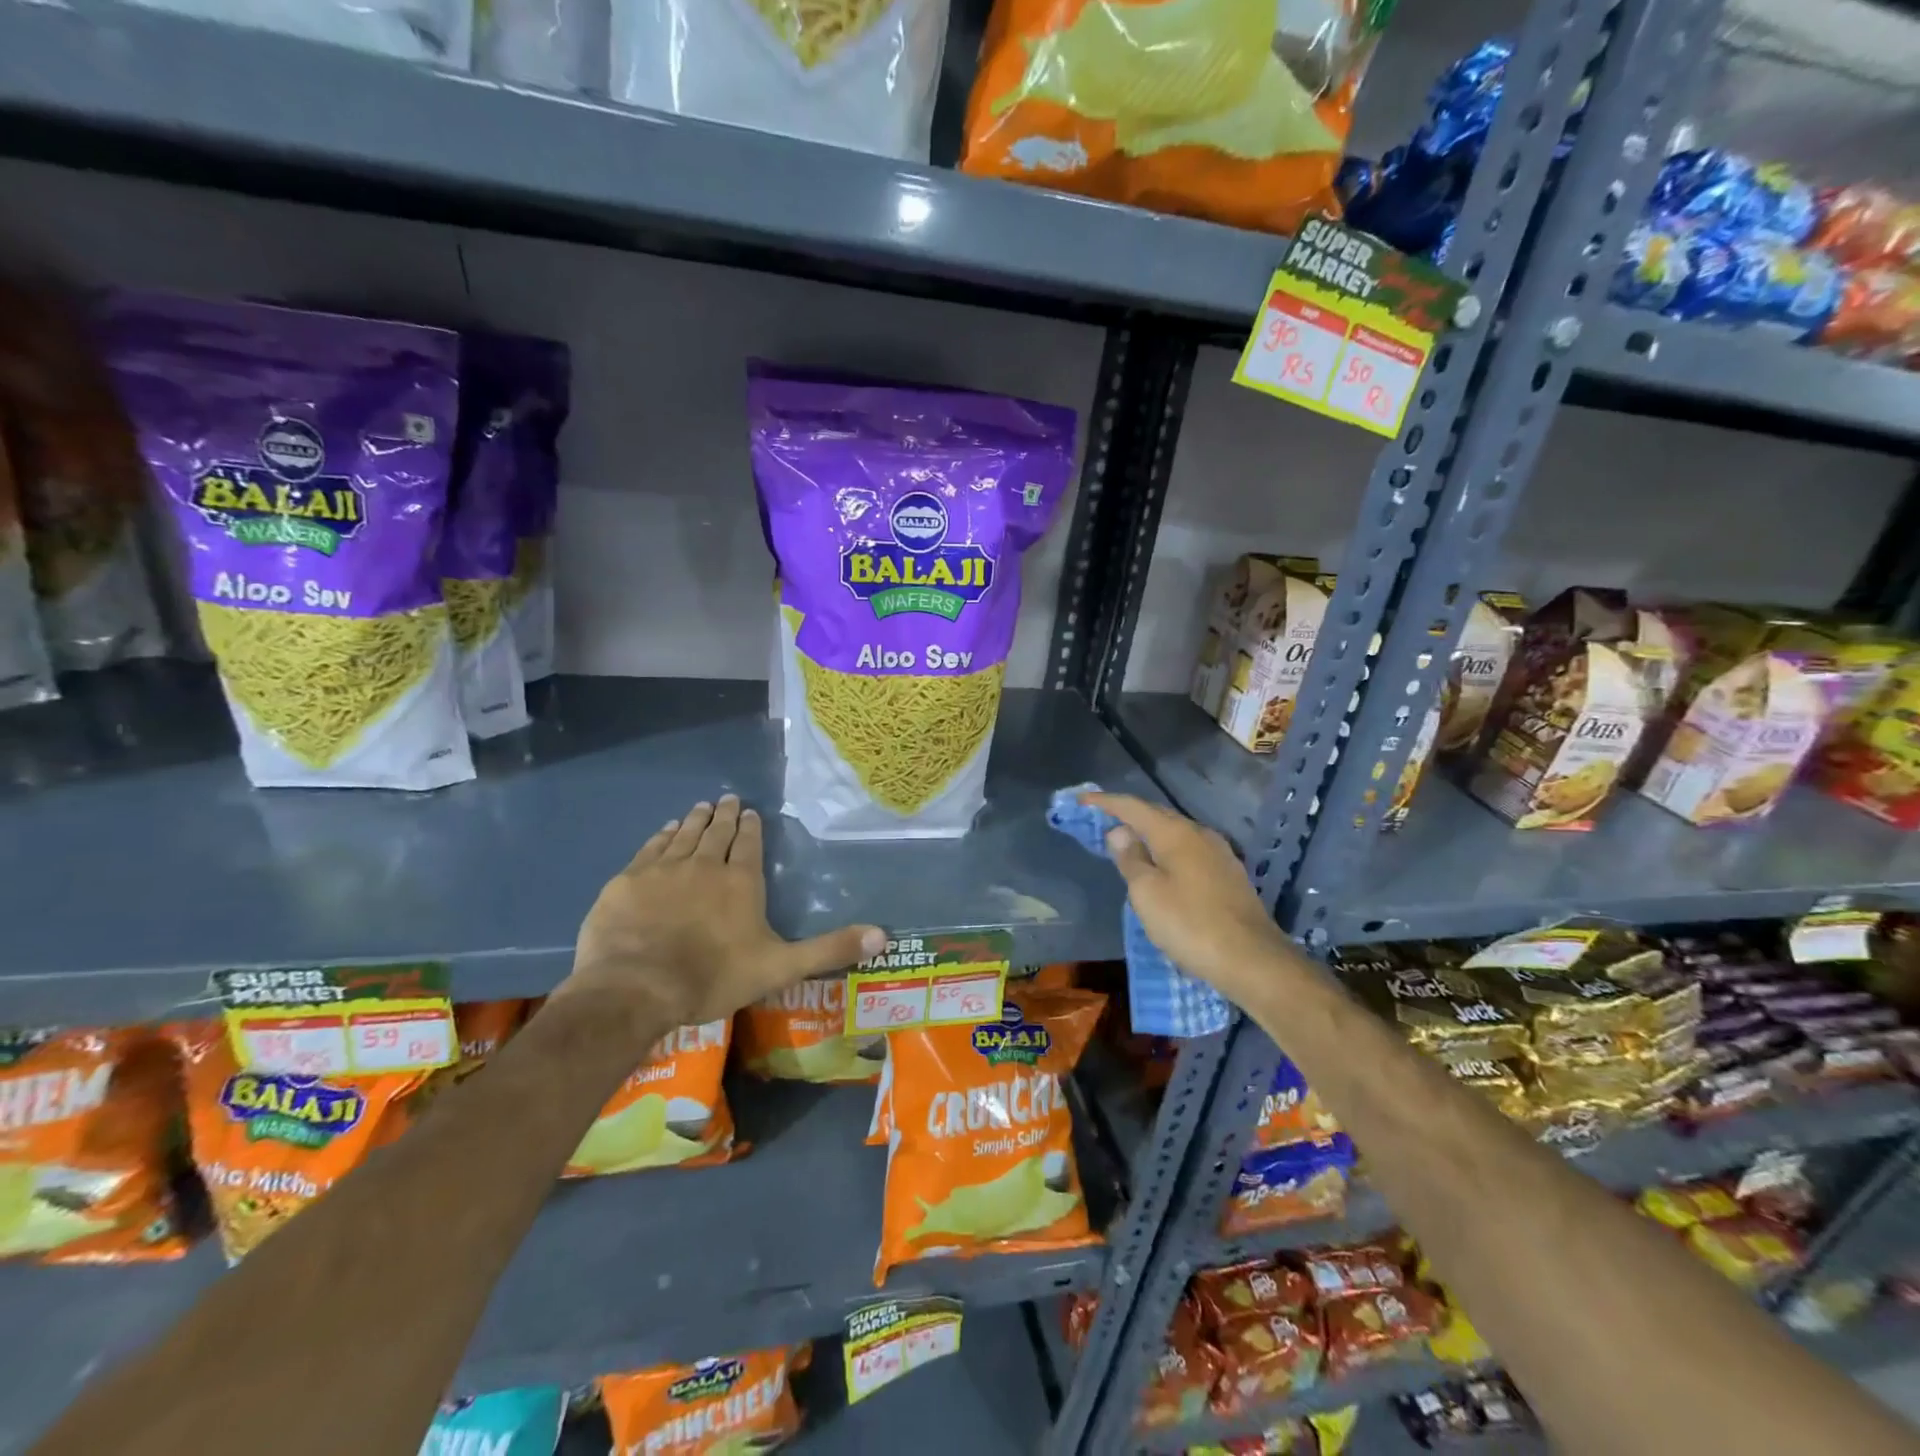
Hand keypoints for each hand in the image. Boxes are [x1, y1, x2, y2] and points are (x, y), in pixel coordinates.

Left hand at [558, 795, 885, 1027]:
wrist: (636, 988)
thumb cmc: (713, 978)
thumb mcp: (781, 967)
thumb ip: (830, 949)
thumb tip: (885, 934)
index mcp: (740, 881)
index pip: (748, 844)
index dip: (750, 827)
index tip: (749, 812)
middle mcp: (704, 865)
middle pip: (717, 833)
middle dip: (724, 815)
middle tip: (726, 799)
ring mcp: (663, 869)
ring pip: (684, 835)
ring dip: (695, 820)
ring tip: (701, 807)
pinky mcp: (628, 880)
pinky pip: (651, 847)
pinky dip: (662, 835)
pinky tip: (666, 830)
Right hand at [1081, 792, 1291, 1004]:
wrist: (1253, 960)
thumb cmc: (1190, 925)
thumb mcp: (1147, 893)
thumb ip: (1130, 859)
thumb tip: (1119, 832)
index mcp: (1176, 833)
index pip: (1134, 807)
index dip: (1106, 802)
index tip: (1082, 800)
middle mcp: (1200, 834)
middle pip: (1157, 815)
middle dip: (1128, 815)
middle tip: (1101, 819)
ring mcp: (1219, 854)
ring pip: (1175, 833)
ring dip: (1149, 833)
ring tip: (1128, 842)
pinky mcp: (1229, 875)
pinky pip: (1189, 850)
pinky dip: (1167, 850)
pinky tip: (1162, 865)